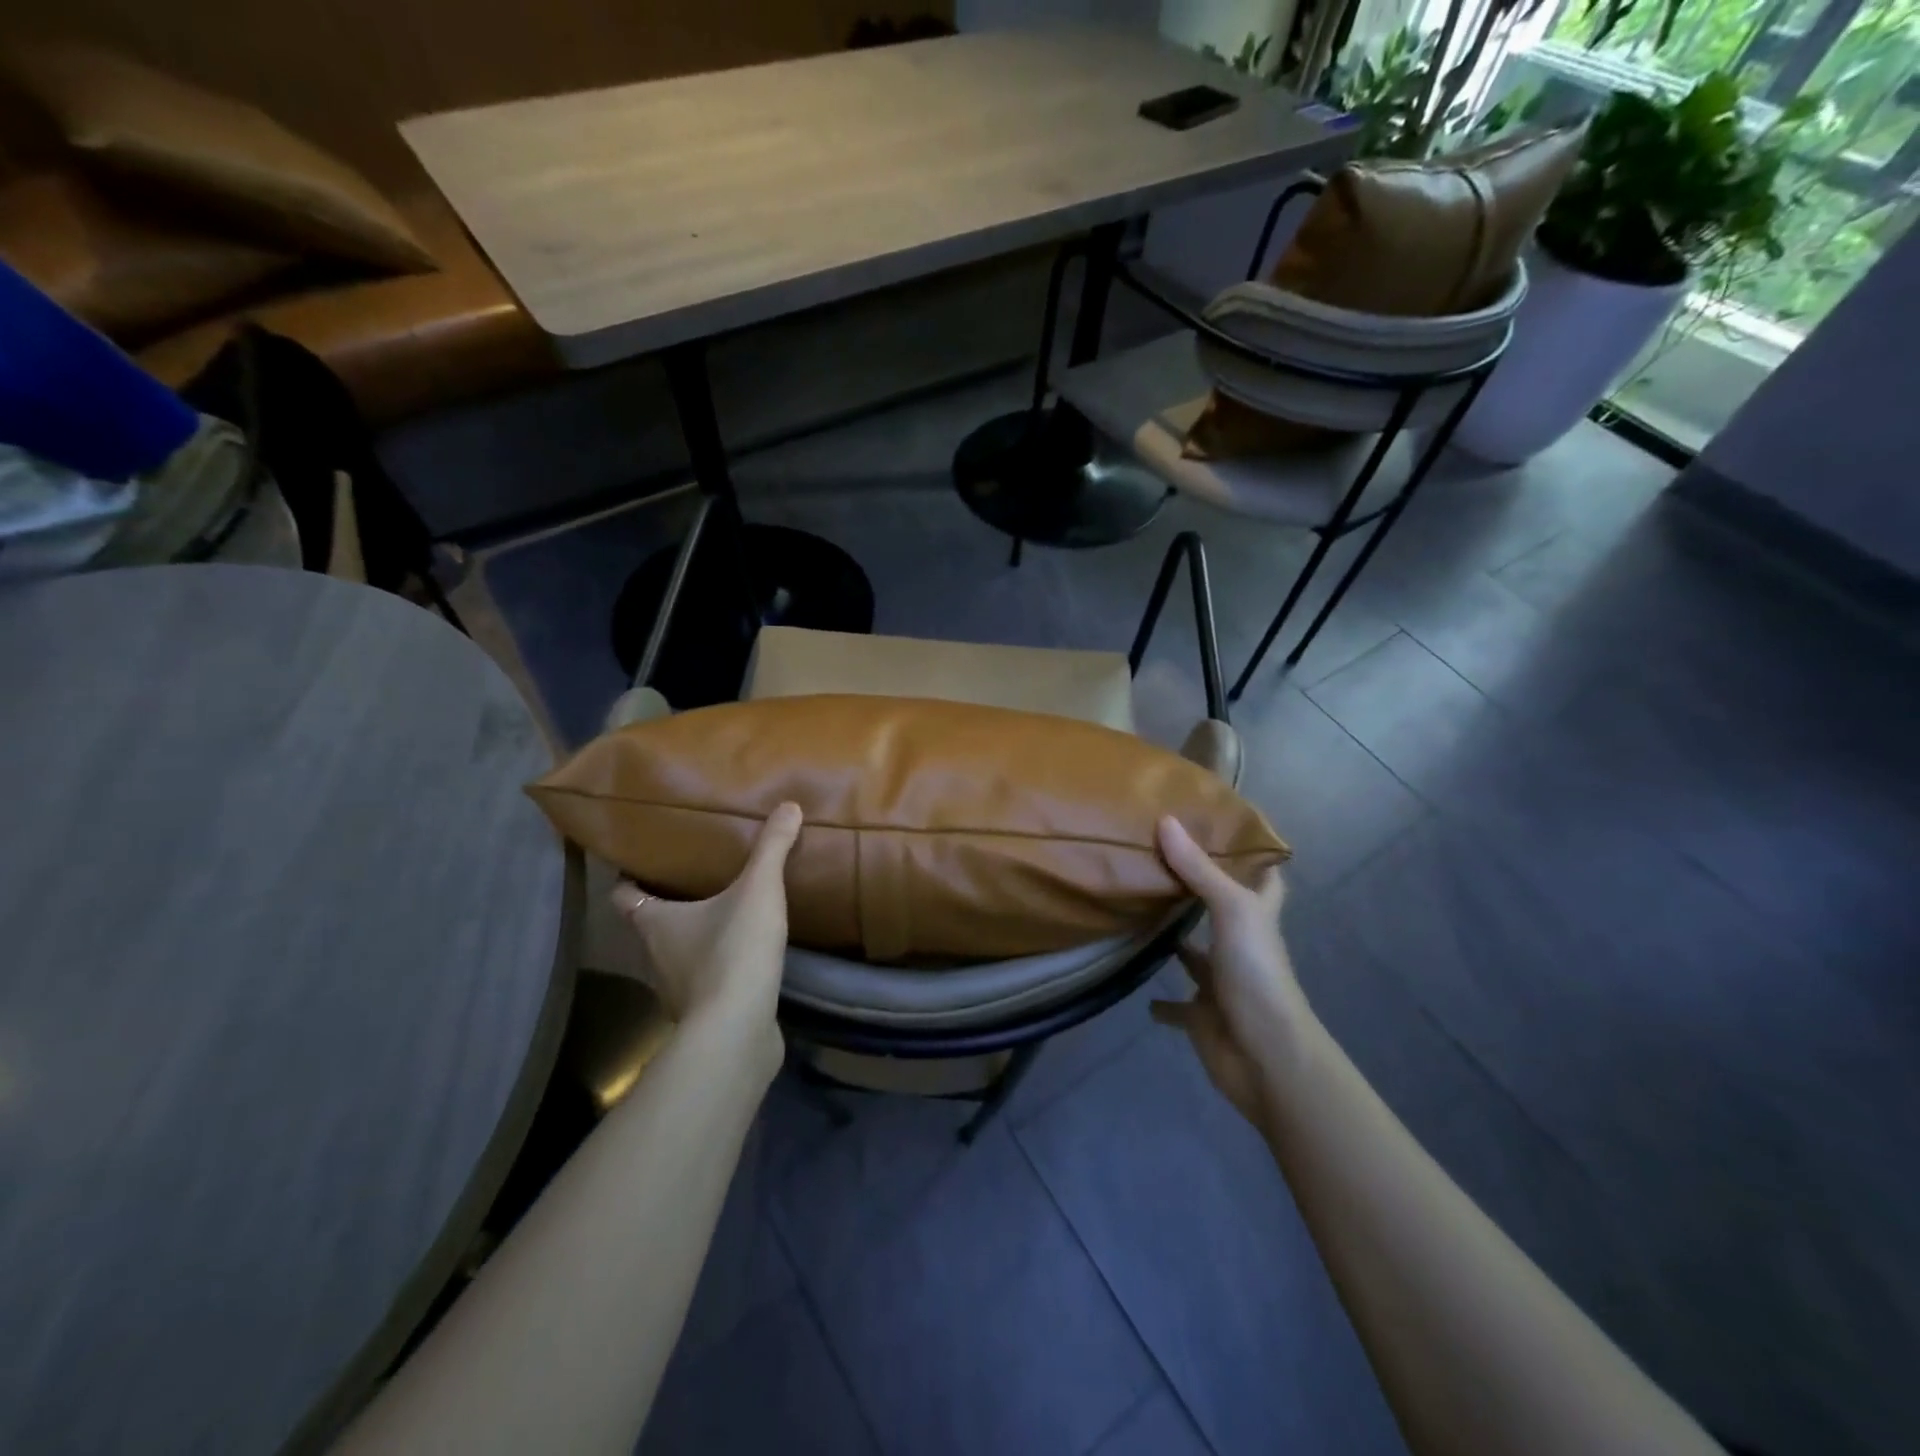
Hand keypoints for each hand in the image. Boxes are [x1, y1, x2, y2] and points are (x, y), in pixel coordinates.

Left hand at [610, 803, 802, 1045]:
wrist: (737, 1030)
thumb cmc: (733, 951)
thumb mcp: (758, 890)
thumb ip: (772, 848)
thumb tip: (789, 805)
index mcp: (656, 922)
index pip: (625, 896)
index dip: (629, 878)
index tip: (642, 861)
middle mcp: (657, 955)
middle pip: (652, 924)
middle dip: (670, 904)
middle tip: (697, 878)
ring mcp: (679, 989)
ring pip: (679, 955)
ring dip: (696, 938)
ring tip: (726, 913)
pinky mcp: (705, 1013)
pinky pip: (707, 981)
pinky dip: (719, 968)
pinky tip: (746, 956)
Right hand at [1150, 815, 1314, 1126]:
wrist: (1265, 1055)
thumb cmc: (1256, 973)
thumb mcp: (1231, 911)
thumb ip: (1198, 870)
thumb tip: (1166, 821)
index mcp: (1257, 917)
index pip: (1264, 878)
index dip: (1251, 855)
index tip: (1223, 829)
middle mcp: (1240, 945)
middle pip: (1222, 912)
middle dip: (1197, 892)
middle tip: (1158, 863)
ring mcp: (1221, 982)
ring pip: (1194, 956)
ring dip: (1174, 942)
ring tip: (1137, 914)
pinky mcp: (1201, 1016)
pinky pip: (1177, 1006)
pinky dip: (1161, 1002)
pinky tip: (1138, 989)